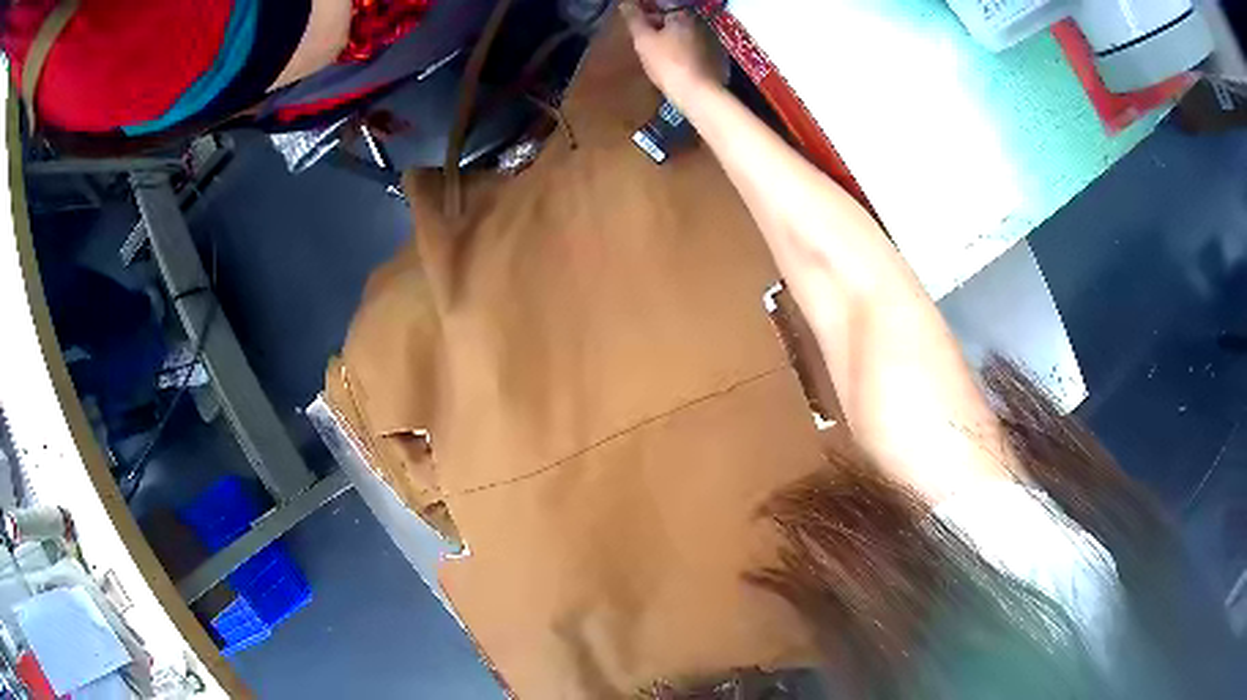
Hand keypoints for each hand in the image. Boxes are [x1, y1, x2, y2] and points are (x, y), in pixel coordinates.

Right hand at [621, 3, 722, 105]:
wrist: (699, 94)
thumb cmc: (668, 64)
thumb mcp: (644, 41)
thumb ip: (634, 19)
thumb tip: (625, 3)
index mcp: (684, 15)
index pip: (663, 4)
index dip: (647, 11)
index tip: (638, 21)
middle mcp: (702, 23)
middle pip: (677, 18)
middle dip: (660, 24)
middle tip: (646, 37)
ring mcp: (714, 40)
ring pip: (689, 33)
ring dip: (675, 37)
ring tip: (661, 51)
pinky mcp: (720, 58)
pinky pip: (699, 48)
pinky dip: (688, 51)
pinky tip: (679, 63)